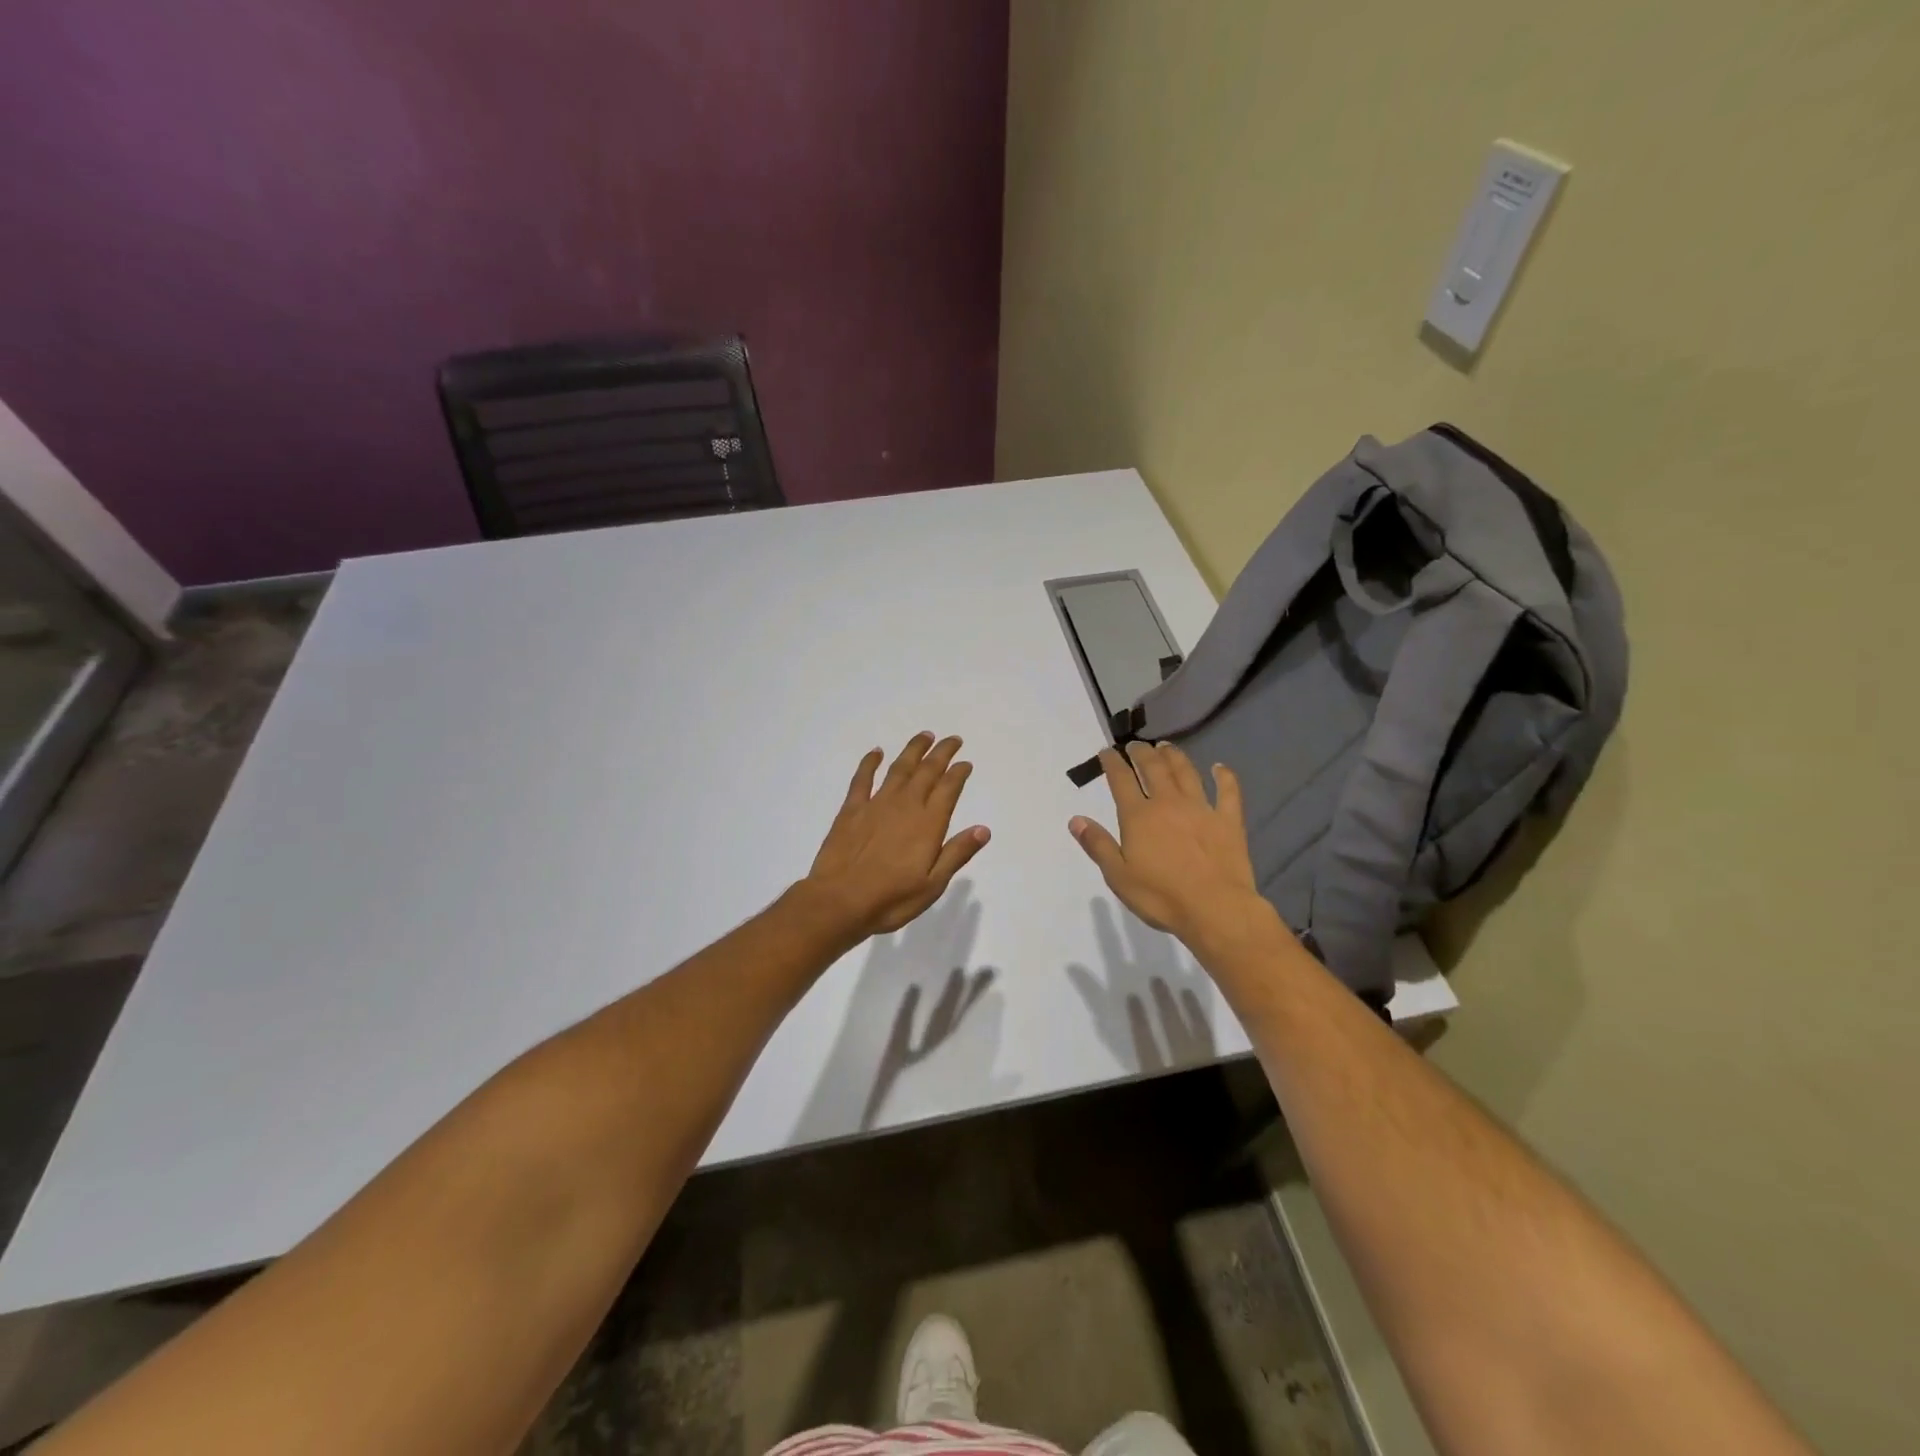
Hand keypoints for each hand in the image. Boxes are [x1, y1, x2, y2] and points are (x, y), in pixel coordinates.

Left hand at [804, 732, 990, 937]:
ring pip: (899, 768)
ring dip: (913, 750)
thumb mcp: (933, 884)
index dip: (958, 773)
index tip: (965, 763)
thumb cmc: (891, 899)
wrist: (840, 901)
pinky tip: (876, 752)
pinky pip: (863, 778)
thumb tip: (983, 829)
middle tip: (952, 740)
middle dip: (942, 753)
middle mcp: (905, 806)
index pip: (948, 789)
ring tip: (925, 736)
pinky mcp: (852, 809)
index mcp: (928, 824)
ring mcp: (876, 804)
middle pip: (927, 771)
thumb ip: (957, 853)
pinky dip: (870, 762)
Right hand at [1068, 741, 1270, 949]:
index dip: (1112, 763)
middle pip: (1153, 768)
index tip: (1107, 752)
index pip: (1121, 780)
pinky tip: (1220, 768)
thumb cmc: (1161, 896)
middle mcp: (1168, 803)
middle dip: (1142, 753)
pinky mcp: (1228, 820)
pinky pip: (1228, 791)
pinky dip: (1224, 776)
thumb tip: (1076, 819)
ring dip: (1175, 756)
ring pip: (1186, 772)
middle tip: (1136, 745)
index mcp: (1139, 816)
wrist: (1216, 909)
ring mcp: (1201, 808)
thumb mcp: (1118, 876)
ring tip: (1166, 746)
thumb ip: (1097, 845)